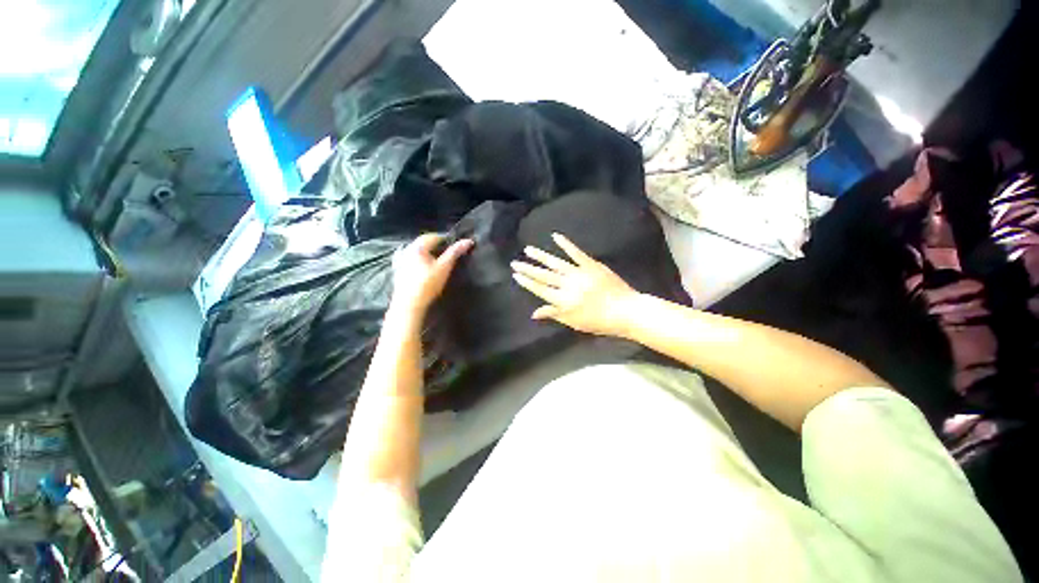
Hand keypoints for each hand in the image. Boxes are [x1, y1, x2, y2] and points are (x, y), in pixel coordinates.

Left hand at [391, 234, 473, 316]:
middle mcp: (406, 249)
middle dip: (436, 245)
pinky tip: (422, 266)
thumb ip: (455, 252)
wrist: (409, 304)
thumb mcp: (444, 267)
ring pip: (416, 250)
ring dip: (426, 252)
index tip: (455, 248)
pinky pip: (409, 258)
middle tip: (448, 254)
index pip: (434, 236)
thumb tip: (468, 240)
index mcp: (417, 246)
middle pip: (423, 242)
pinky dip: (417, 259)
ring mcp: (400, 260)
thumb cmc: (428, 284)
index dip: (446, 240)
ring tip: (437, 260)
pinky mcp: (398, 270)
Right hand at [511, 233, 638, 336]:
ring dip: (540, 256)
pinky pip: (576, 253)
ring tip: (528, 249)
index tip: (516, 275)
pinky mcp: (591, 264)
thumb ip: (554, 315)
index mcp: (562, 301)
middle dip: (528, 269)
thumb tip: (534, 313)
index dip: (527, 282)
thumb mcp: (574, 322)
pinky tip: (556, 236)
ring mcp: (579, 273)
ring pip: (555, 263)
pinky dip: (566, 244)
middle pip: (543, 275)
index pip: (540, 289)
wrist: (626, 311)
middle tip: (515, 262)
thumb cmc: (599, 322)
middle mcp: (567, 286)